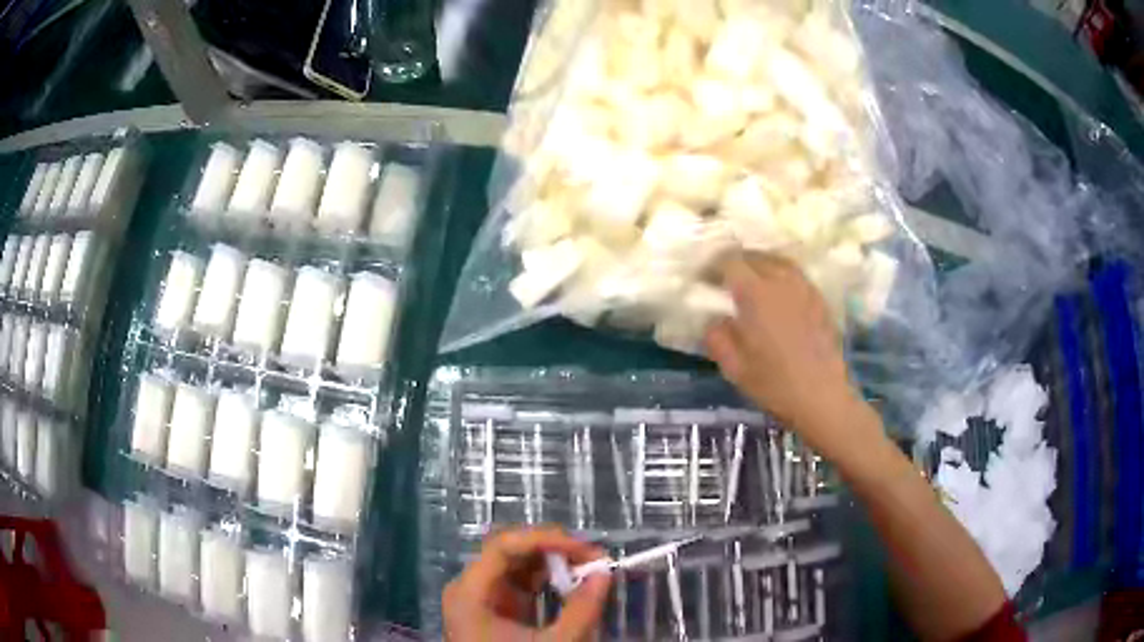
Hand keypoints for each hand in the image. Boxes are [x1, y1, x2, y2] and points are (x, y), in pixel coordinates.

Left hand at [443, 526, 611, 641]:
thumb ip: (581, 610)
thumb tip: (605, 573)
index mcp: (470, 592)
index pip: (503, 546)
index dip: (545, 539)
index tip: (585, 549)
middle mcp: (470, 588)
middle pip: (509, 553)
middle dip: (553, 551)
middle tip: (593, 558)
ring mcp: (481, 598)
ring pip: (516, 567)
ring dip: (553, 565)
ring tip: (588, 570)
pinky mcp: (495, 610)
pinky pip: (519, 585)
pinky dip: (546, 582)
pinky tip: (570, 586)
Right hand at [705, 254, 876, 457]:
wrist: (823, 398)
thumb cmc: (775, 385)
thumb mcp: (733, 367)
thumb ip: (716, 337)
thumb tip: (714, 319)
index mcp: (755, 293)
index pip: (729, 262)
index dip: (712, 266)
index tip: (703, 279)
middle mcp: (780, 281)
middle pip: (754, 256)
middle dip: (735, 263)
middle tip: (723, 280)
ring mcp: (804, 287)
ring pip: (776, 261)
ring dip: (759, 265)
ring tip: (750, 281)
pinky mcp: (819, 298)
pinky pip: (795, 274)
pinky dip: (780, 275)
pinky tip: (777, 294)